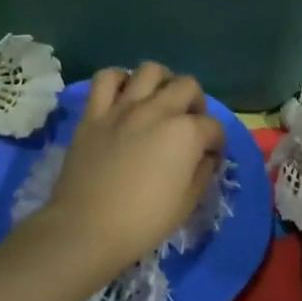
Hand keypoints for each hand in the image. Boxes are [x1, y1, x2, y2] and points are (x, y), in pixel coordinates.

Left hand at [40, 63, 225, 278]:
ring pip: (150, 71)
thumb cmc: (142, 222)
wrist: (85, 229)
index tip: (212, 156)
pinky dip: (119, 80)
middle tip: (190, 125)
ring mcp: (124, 108)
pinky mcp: (94, 113)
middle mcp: (158, 110)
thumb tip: (207, 157)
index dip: (217, 142)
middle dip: (196, 103)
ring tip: (160, 100)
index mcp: (186, 133)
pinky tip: (124, 95)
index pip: (213, 127)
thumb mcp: (187, 204)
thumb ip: (202, 173)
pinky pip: (106, 79)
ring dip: (162, 82)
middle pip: (188, 86)